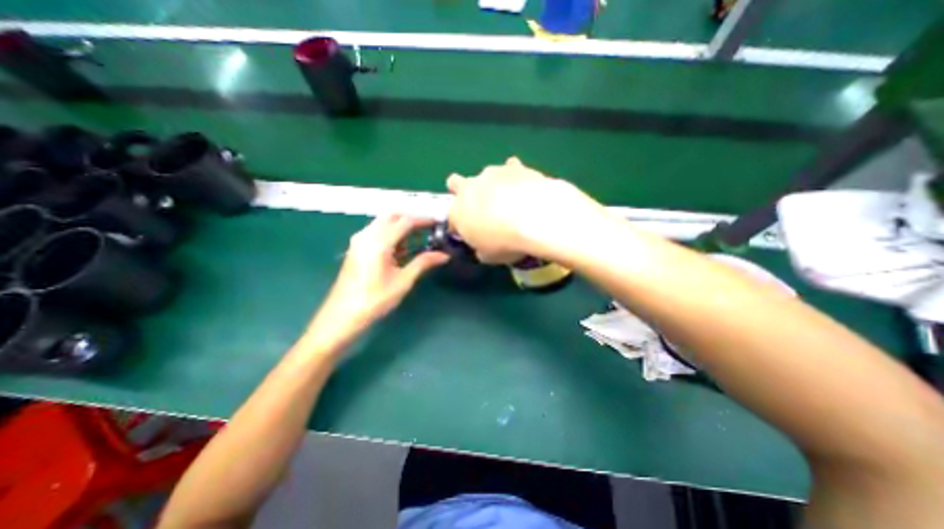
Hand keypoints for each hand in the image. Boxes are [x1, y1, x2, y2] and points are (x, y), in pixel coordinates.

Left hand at [304, 216, 447, 346]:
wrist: (343, 315)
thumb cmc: (375, 300)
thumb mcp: (403, 281)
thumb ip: (423, 263)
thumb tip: (444, 255)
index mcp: (379, 242)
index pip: (405, 221)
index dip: (424, 220)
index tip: (438, 223)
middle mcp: (367, 235)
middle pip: (392, 216)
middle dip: (411, 219)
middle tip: (428, 229)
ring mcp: (359, 240)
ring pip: (383, 222)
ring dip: (401, 226)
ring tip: (419, 238)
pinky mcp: (356, 248)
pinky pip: (376, 231)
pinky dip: (391, 234)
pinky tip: (402, 248)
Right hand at [447, 158, 603, 263]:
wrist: (536, 219)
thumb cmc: (505, 243)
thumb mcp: (488, 257)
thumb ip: (480, 249)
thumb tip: (482, 247)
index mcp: (457, 213)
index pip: (452, 220)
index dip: (461, 227)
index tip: (472, 234)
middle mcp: (468, 189)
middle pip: (454, 183)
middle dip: (462, 192)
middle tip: (479, 206)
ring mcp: (490, 174)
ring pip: (484, 175)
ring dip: (491, 186)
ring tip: (510, 200)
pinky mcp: (513, 166)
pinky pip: (510, 168)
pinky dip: (513, 176)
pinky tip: (522, 185)